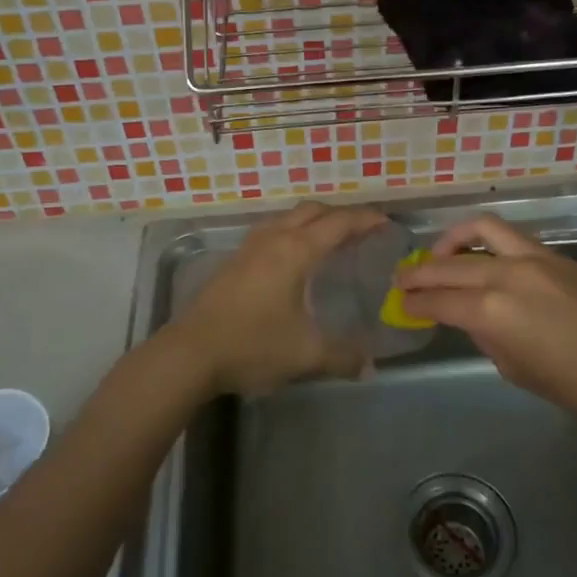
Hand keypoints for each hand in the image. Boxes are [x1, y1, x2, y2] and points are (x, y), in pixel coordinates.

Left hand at [169, 202, 389, 394]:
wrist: (190, 352)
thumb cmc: (252, 345)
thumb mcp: (305, 354)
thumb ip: (343, 356)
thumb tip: (370, 365)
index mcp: (296, 251)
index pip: (339, 223)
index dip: (365, 219)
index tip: (386, 222)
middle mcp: (274, 239)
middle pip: (312, 211)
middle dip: (341, 214)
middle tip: (362, 230)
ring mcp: (249, 247)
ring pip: (288, 217)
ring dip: (313, 220)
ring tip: (330, 238)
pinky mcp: (234, 260)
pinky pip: (272, 230)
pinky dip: (292, 231)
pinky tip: (293, 257)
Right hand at [396, 214, 576, 424]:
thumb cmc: (575, 383)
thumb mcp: (516, 369)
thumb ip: (486, 337)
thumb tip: (472, 318)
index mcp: (491, 311)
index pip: (438, 301)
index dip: (415, 304)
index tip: (401, 305)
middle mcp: (505, 275)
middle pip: (448, 265)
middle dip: (419, 272)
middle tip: (402, 279)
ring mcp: (531, 258)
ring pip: (478, 231)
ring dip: (450, 240)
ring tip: (438, 254)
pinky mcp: (553, 254)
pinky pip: (508, 236)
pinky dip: (484, 240)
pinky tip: (481, 256)